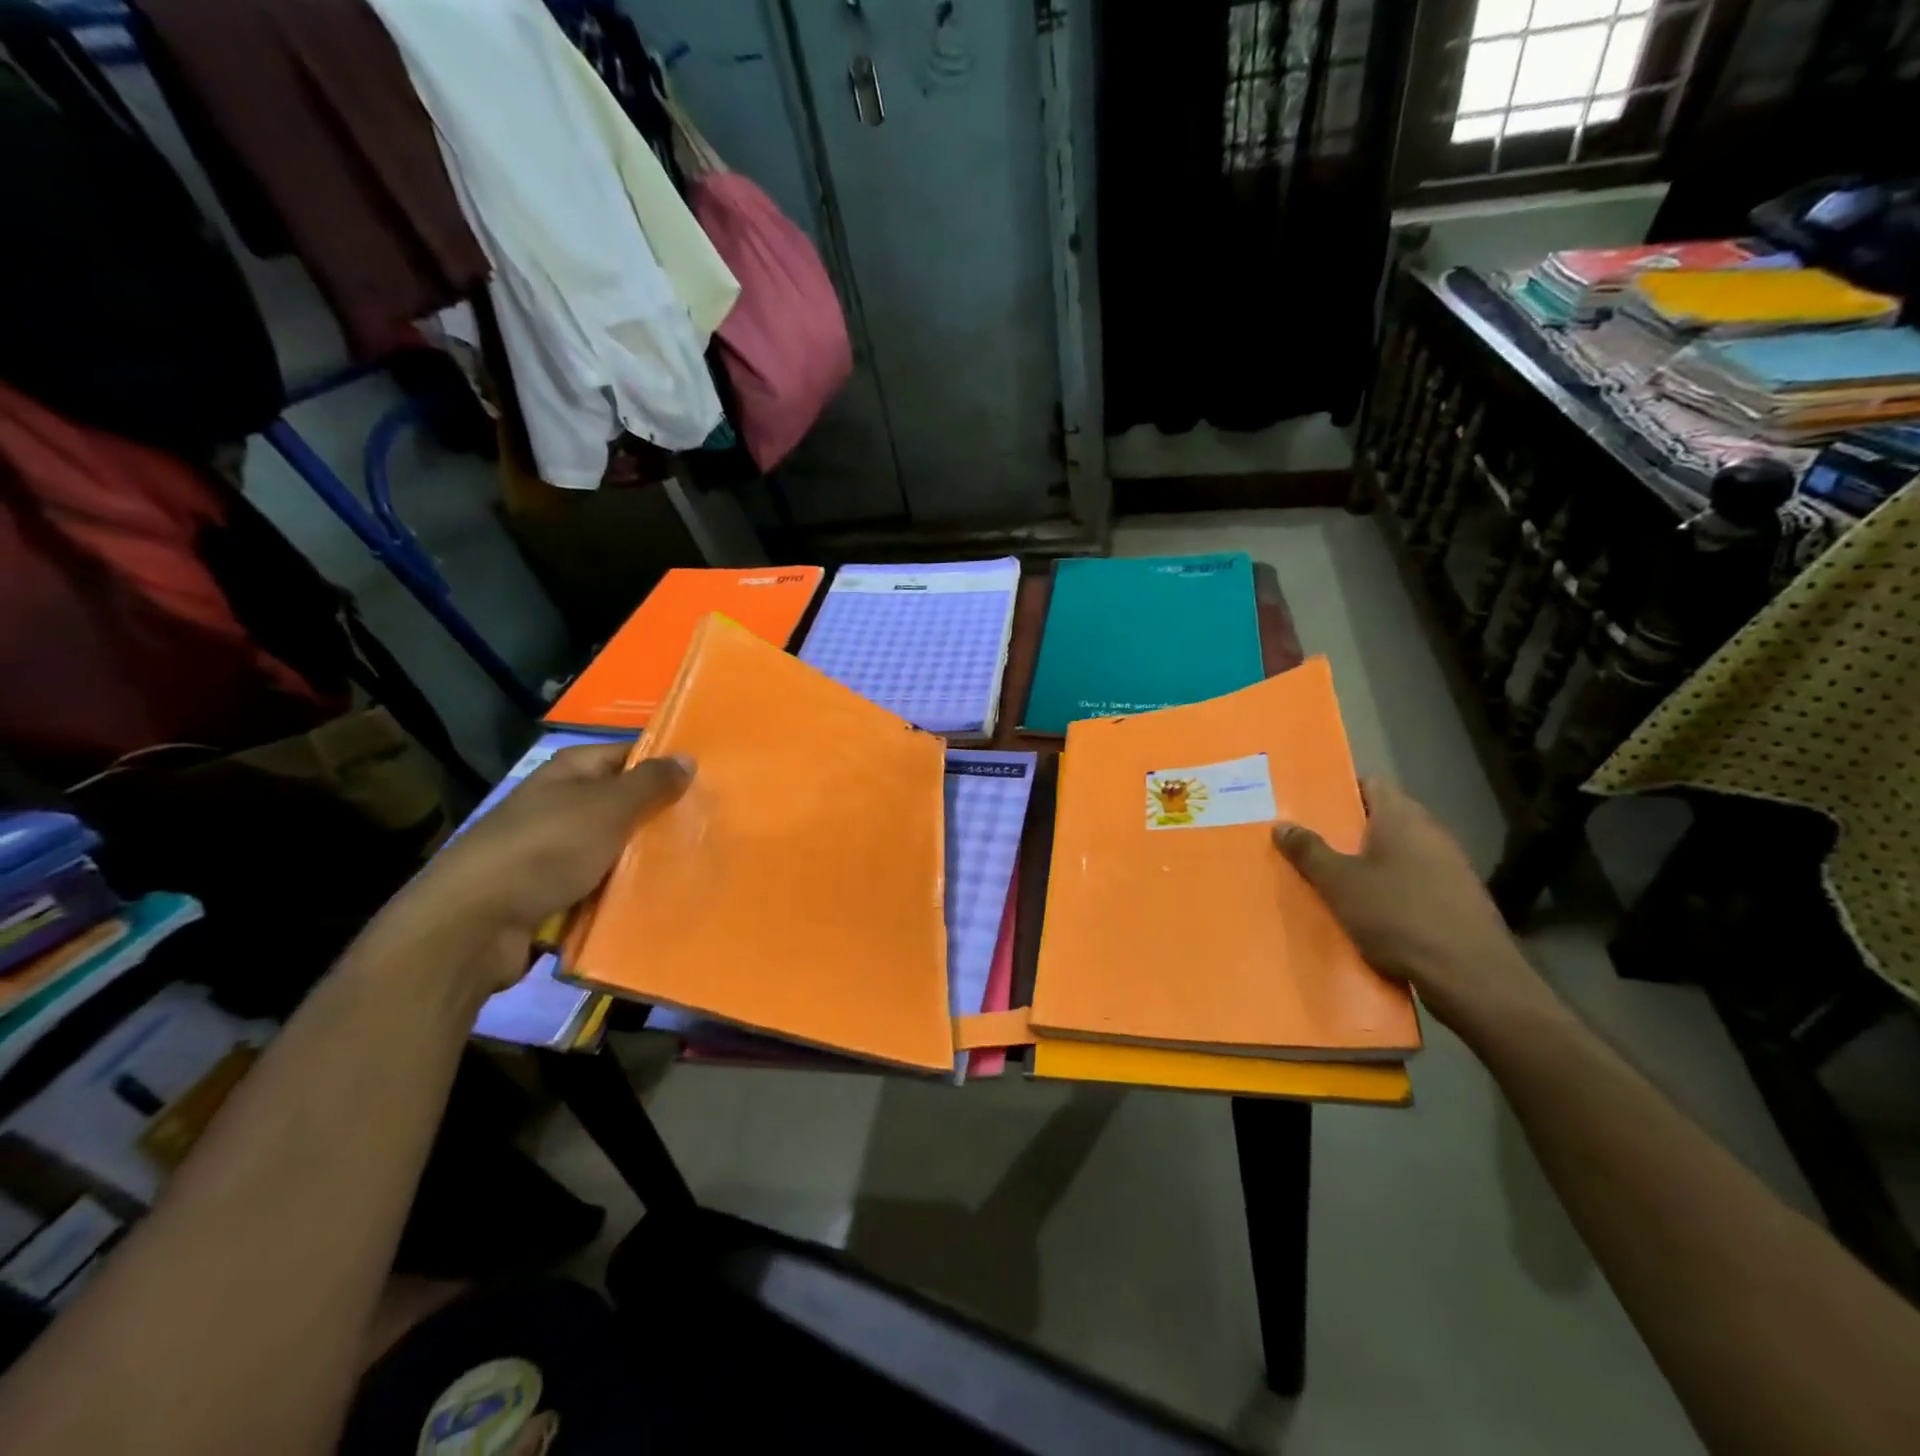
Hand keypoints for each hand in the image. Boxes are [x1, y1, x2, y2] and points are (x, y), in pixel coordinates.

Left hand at [361, 746, 693, 994]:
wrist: (474, 925)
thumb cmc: (546, 850)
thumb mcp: (608, 808)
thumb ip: (650, 783)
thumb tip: (687, 756)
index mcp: (568, 773)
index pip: (627, 754)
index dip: (664, 764)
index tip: (708, 780)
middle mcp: (559, 805)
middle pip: (622, 803)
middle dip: (660, 816)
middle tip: (709, 826)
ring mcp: (551, 850)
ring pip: (614, 848)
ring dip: (644, 858)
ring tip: (693, 864)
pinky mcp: (549, 892)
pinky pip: (599, 884)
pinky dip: (622, 890)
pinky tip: (656, 898)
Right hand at [1272, 778, 1562, 1039]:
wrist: (1471, 976)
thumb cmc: (1398, 916)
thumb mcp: (1338, 883)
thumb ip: (1309, 851)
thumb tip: (1282, 824)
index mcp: (1402, 817)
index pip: (1370, 784)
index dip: (1339, 790)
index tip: (1310, 806)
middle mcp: (1431, 832)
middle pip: (1383, 818)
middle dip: (1348, 830)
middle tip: (1311, 843)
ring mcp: (1451, 866)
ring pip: (1399, 852)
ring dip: (1370, 861)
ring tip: (1334, 879)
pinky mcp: (1459, 898)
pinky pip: (1415, 880)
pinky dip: (1391, 887)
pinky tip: (1371, 910)